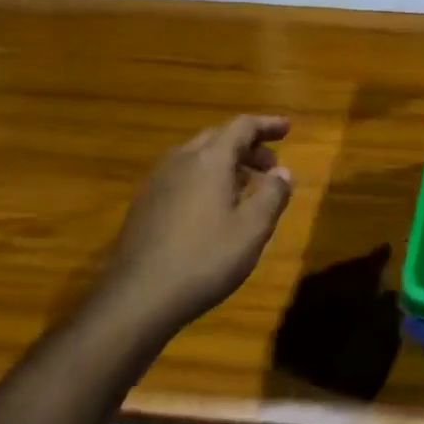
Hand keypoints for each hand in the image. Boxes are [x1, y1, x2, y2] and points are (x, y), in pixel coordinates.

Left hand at [100, 115, 294, 330]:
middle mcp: (181, 160)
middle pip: (219, 137)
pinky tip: (215, 206)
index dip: (267, 125)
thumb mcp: (252, 229)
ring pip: (198, 156)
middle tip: (272, 163)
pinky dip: (207, 177)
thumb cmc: (204, 259)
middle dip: (249, 145)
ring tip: (248, 185)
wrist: (136, 299)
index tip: (287, 128)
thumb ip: (273, 194)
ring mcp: (158, 181)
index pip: (242, 126)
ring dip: (227, 162)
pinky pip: (183, 175)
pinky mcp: (145, 203)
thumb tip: (284, 172)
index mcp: (209, 159)